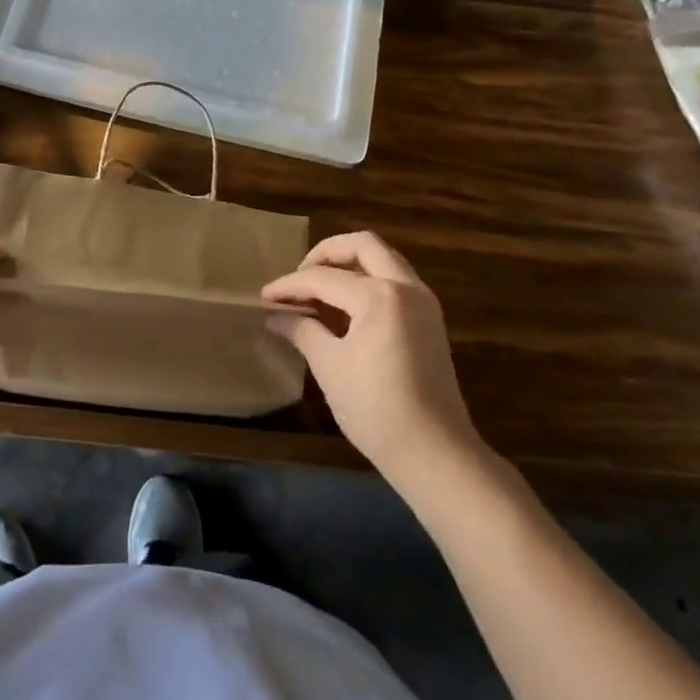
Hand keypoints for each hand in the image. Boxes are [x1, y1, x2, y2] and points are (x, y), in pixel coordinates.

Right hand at [263, 233, 482, 484]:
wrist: (435, 454)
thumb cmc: (376, 409)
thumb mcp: (330, 367)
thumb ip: (302, 330)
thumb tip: (275, 316)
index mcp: (379, 295)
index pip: (324, 278)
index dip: (290, 286)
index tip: (265, 297)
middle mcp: (406, 287)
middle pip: (363, 245)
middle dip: (327, 253)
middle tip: (301, 275)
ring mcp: (423, 302)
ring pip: (384, 259)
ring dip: (351, 264)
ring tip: (320, 287)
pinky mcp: (430, 320)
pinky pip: (395, 280)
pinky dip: (369, 280)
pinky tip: (346, 306)